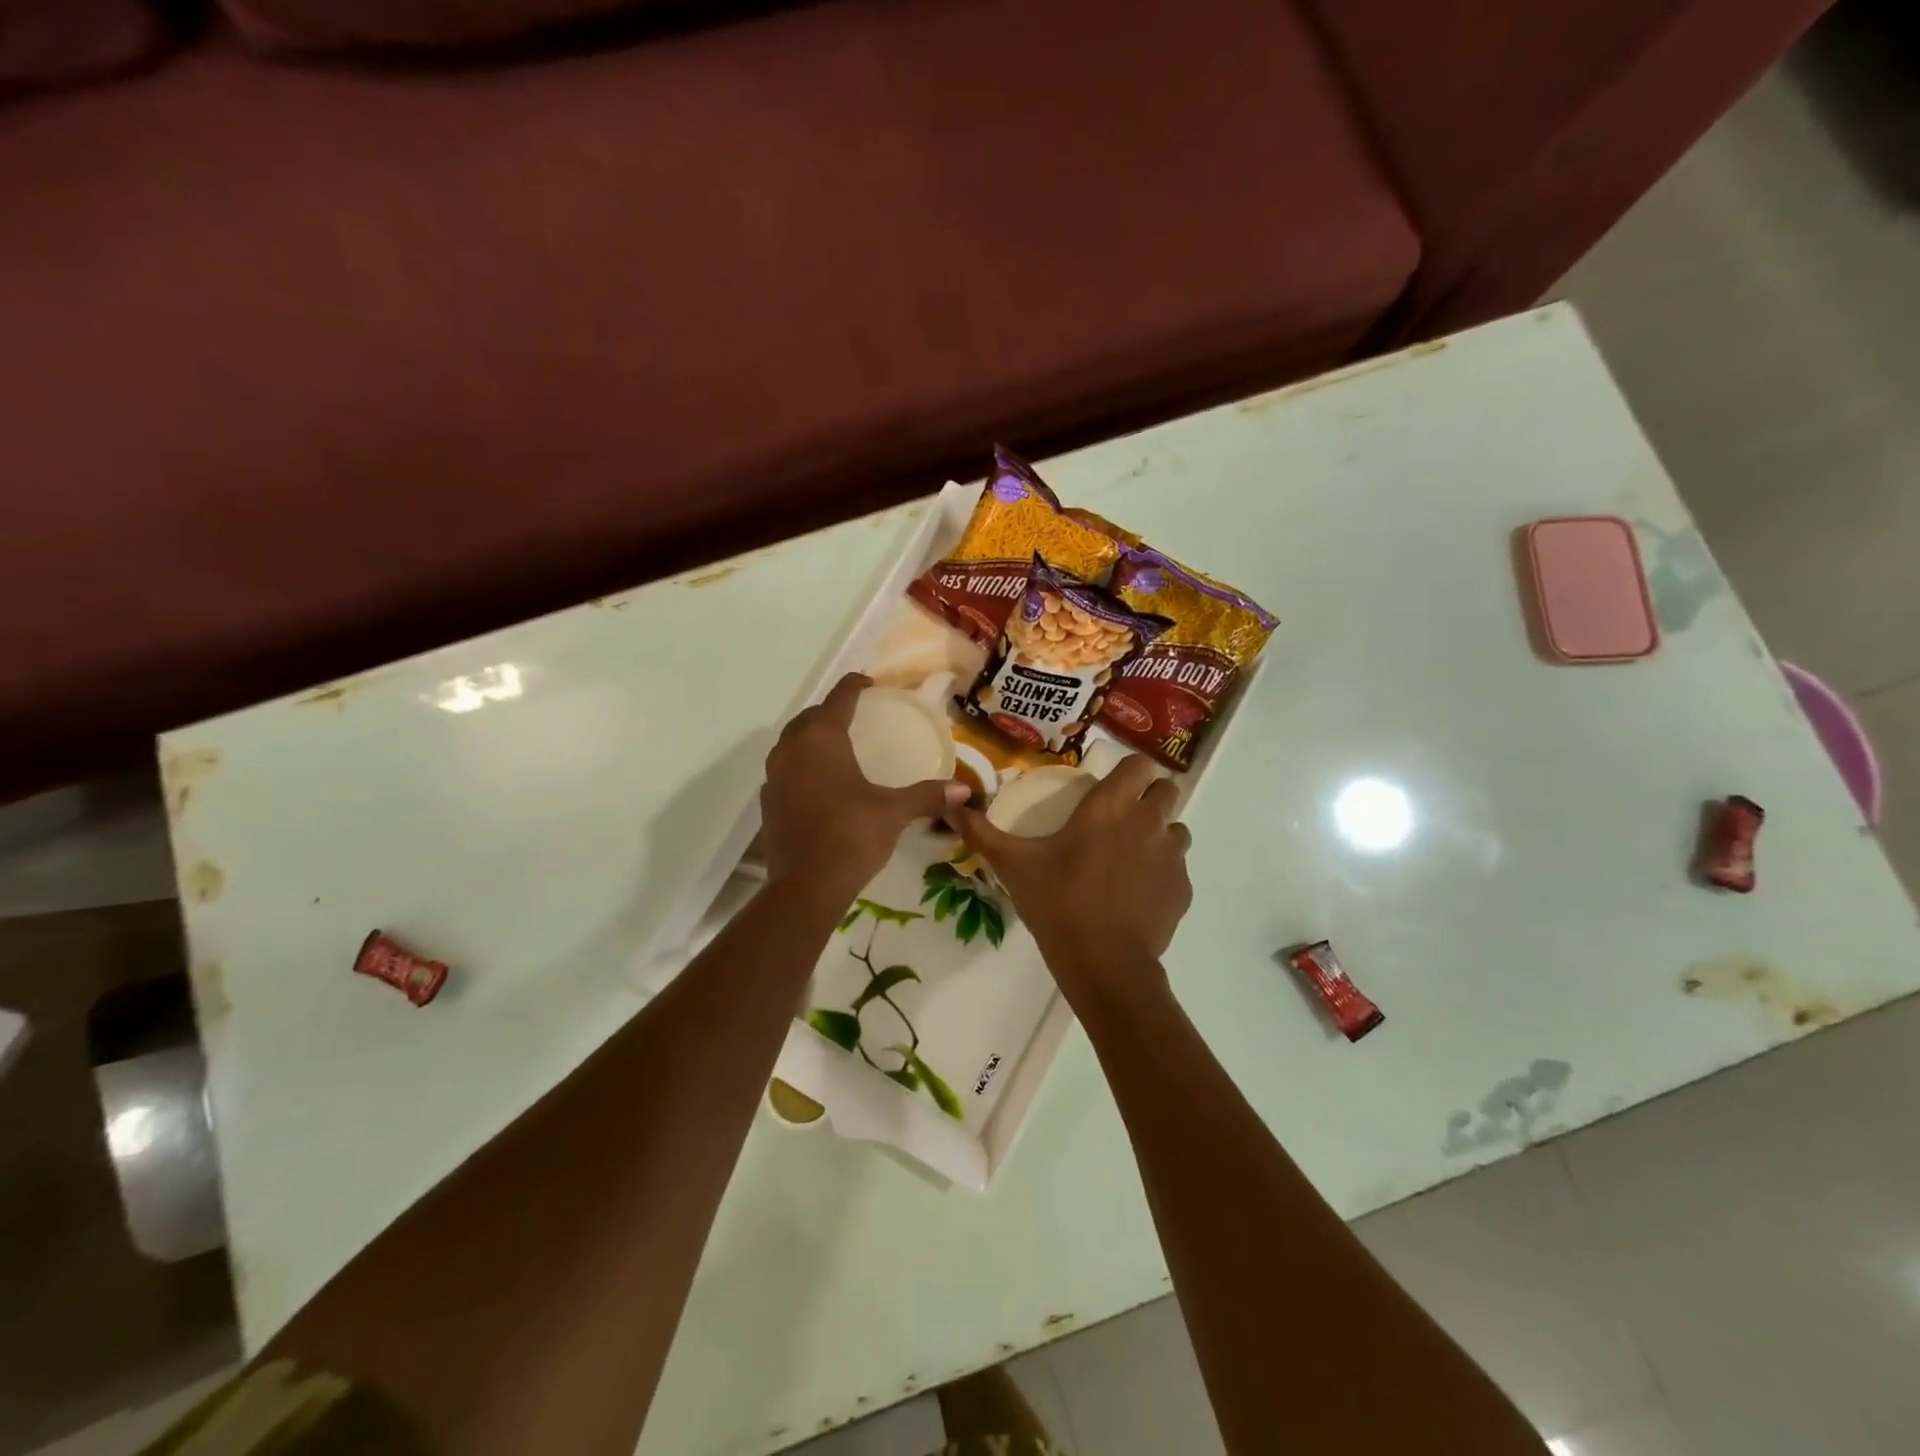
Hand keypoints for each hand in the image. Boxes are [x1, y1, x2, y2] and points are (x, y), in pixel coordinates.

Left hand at [761, 673, 967, 902]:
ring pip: (792, 742)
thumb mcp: (893, 812)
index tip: (868, 682)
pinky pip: (785, 769)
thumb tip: (964, 790)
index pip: (839, 699)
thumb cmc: (851, 836)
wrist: (806, 886)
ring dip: (812, 737)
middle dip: (831, 711)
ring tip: (836, 745)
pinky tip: (819, 782)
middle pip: (810, 717)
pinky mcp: (768, 800)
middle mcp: (792, 749)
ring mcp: (774, 775)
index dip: (854, 686)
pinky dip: (802, 765)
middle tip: (855, 715)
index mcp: (822, 739)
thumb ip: (927, 795)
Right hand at [950, 755, 1191, 1002]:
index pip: (1140, 764)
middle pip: (1166, 789)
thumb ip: (982, 832)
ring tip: (1131, 857)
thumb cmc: (1057, 902)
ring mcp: (1171, 856)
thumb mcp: (1014, 864)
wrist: (1102, 962)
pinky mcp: (1182, 888)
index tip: (1112, 785)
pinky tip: (1138, 893)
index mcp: (1109, 807)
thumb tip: (949, 804)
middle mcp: (1147, 821)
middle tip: (1121, 819)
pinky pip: (1178, 868)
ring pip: (1176, 829)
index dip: (1130, 771)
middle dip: (1149, 797)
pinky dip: (1162, 873)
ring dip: (1159, 834)